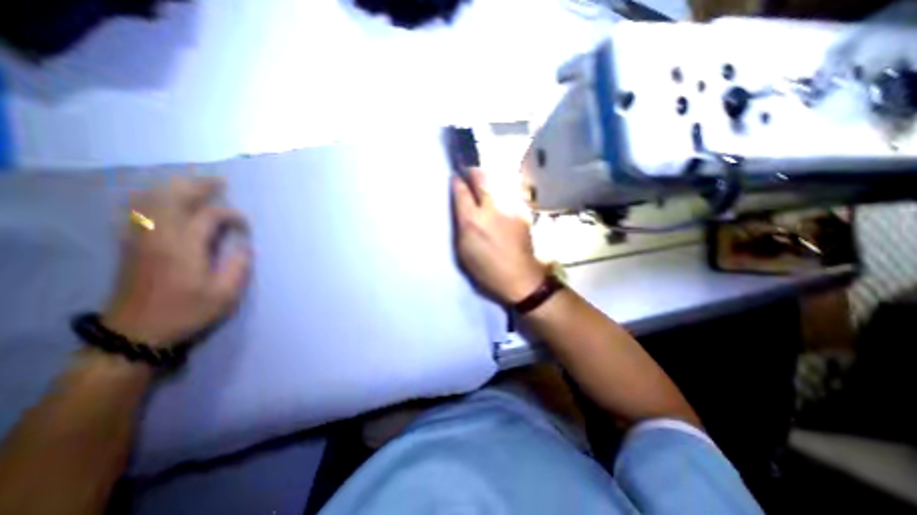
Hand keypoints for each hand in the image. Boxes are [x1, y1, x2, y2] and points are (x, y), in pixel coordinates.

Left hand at [102, 175, 250, 348]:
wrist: (135, 332)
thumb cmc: (186, 312)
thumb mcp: (225, 294)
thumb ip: (238, 266)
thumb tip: (244, 246)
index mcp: (184, 247)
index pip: (209, 215)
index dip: (232, 215)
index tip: (246, 227)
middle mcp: (158, 236)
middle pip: (173, 197)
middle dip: (199, 185)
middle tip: (220, 182)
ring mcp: (138, 238)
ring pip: (150, 199)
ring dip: (175, 187)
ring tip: (197, 185)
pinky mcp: (129, 244)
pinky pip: (136, 210)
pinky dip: (152, 198)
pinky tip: (165, 200)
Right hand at [450, 169, 542, 305]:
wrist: (521, 277)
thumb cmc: (486, 269)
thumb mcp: (464, 250)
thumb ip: (461, 223)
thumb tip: (461, 206)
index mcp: (472, 221)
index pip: (461, 191)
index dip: (456, 181)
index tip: (454, 178)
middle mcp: (491, 208)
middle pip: (481, 177)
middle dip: (472, 172)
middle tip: (469, 173)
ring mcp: (510, 207)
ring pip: (498, 180)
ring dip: (489, 180)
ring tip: (485, 185)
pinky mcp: (523, 210)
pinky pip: (510, 191)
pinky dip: (502, 190)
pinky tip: (501, 198)